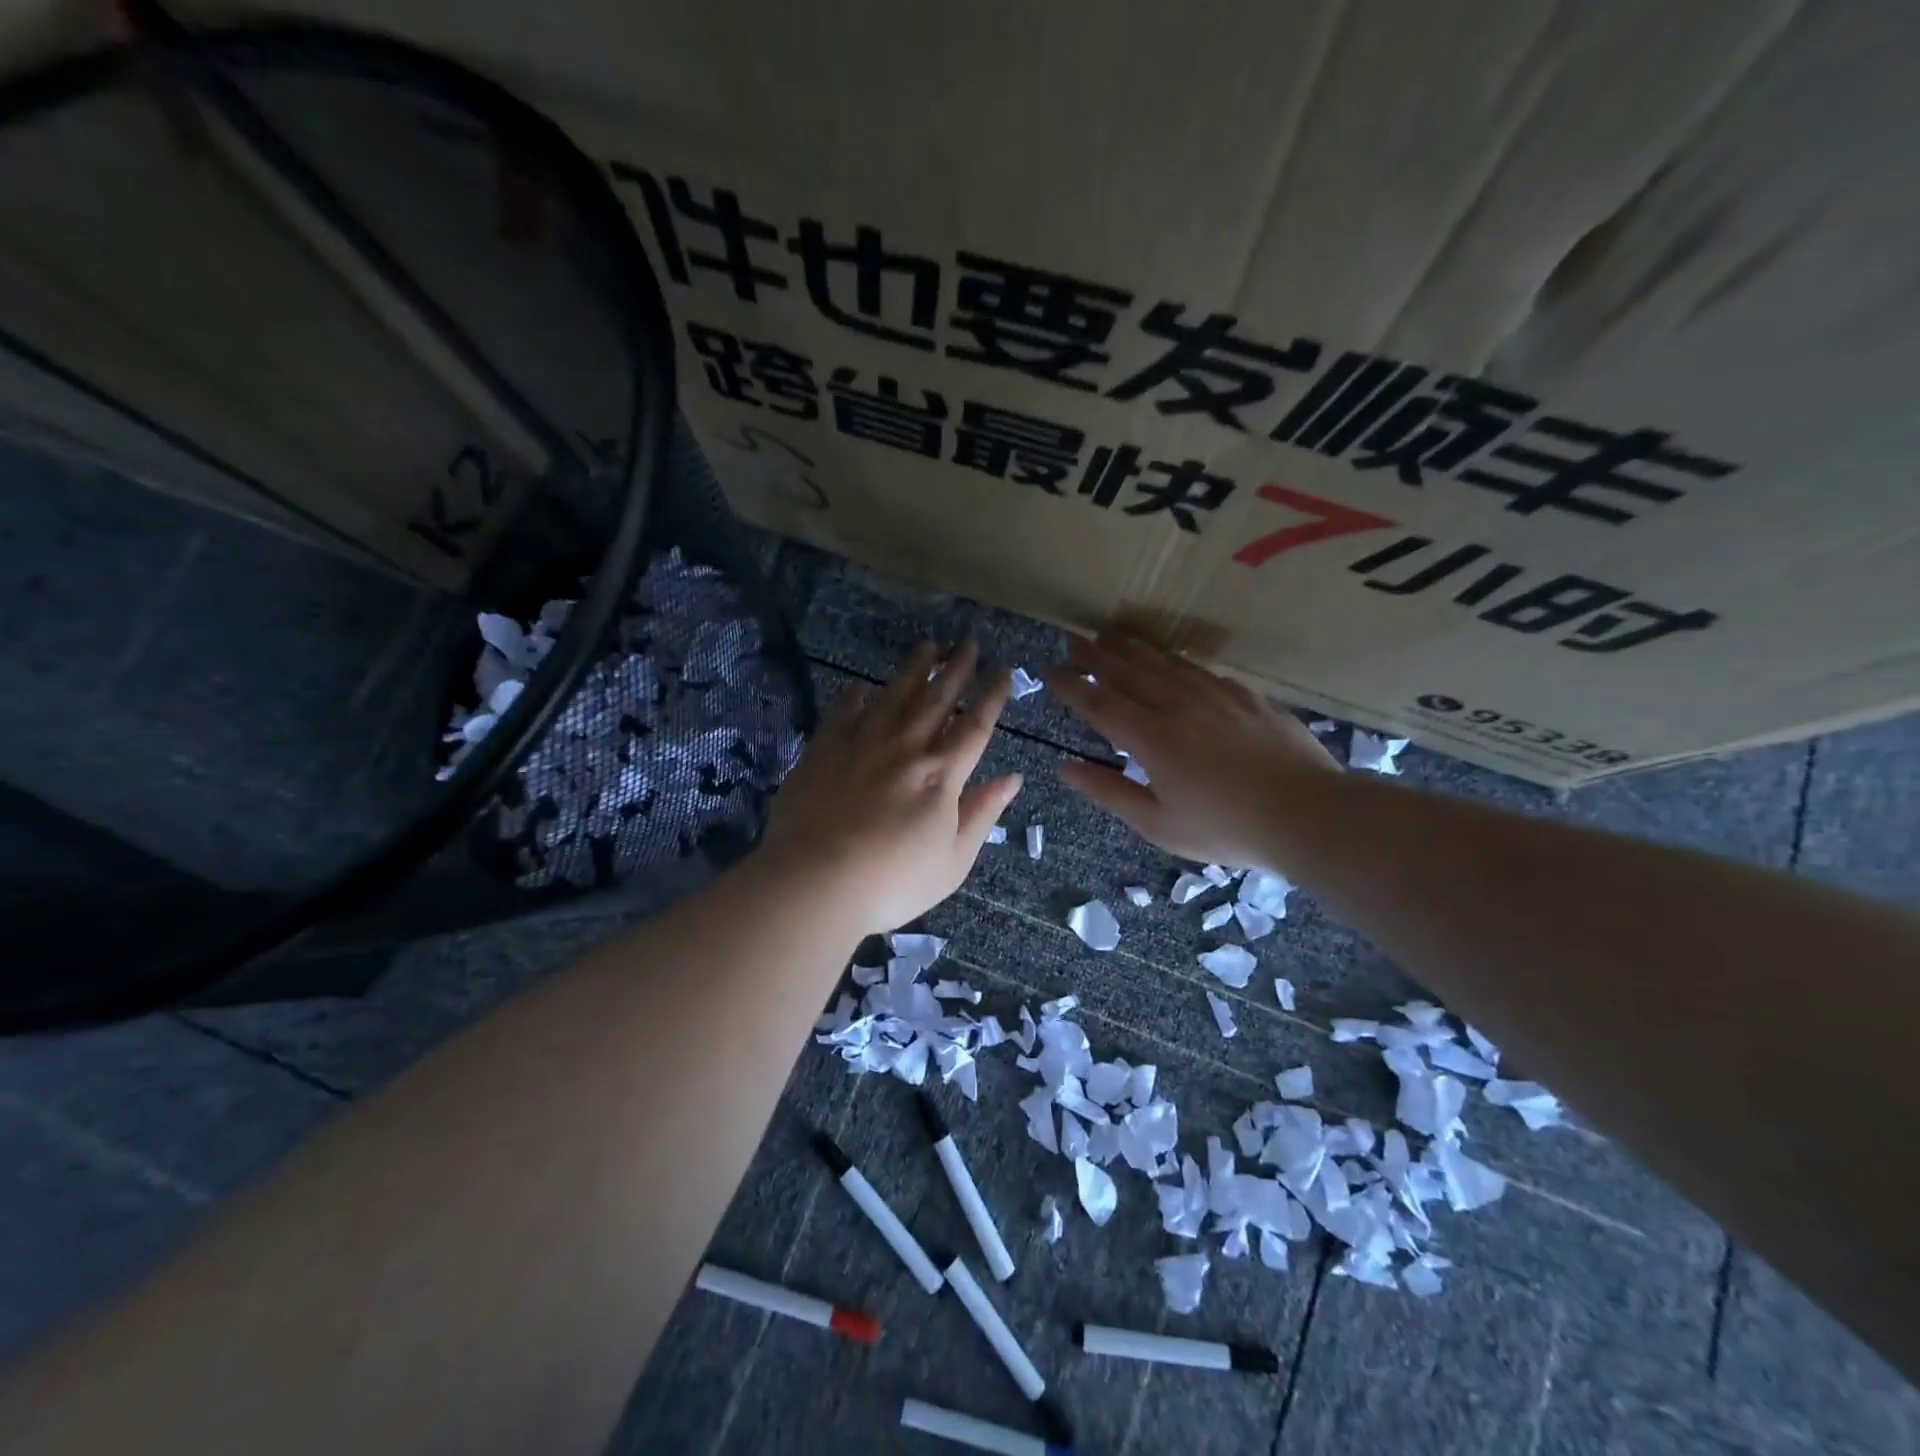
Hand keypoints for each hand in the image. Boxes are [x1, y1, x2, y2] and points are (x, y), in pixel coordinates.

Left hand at [761, 641, 1022, 934]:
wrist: (816, 881)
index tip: (1002, 669)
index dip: (991, 696)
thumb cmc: (894, 881)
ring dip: (912, 670)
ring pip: (893, 696)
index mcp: (942, 775)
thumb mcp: (953, 861)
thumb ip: (982, 814)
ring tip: (926, 646)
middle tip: (967, 641)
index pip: (975, 726)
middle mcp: (906, 749)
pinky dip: (853, 697)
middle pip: (936, 700)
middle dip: (955, 668)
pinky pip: (843, 714)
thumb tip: (1012, 778)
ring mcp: (861, 745)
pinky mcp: (823, 751)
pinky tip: (858, 685)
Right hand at [1045, 634, 1338, 869]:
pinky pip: (1196, 667)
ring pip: (1161, 661)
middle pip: (1126, 670)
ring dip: (1130, 647)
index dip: (1071, 685)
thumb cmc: (1226, 828)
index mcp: (1150, 737)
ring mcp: (1213, 694)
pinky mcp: (1243, 694)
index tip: (1050, 671)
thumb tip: (1063, 767)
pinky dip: (1172, 658)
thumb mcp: (1157, 824)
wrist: (1307, 812)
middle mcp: (1176, 704)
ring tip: (1109, 636)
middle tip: (1073, 641)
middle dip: (1095, 655)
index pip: (1098, 702)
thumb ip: (1108, 791)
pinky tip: (1168, 658)